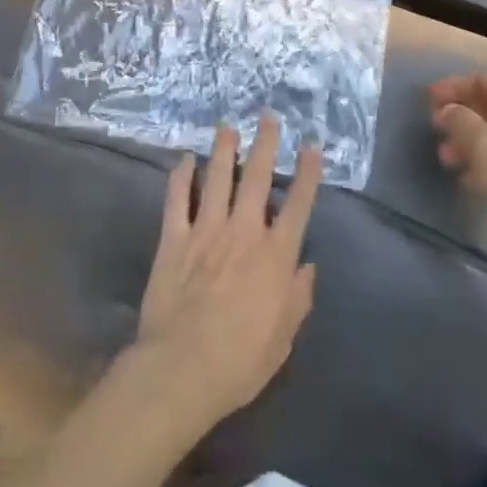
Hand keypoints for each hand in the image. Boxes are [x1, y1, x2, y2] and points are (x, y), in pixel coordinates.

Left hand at [134, 116, 320, 431]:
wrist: (181, 369)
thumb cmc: (239, 361)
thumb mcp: (283, 338)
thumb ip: (298, 298)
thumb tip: (308, 267)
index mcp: (275, 256)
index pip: (298, 205)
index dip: (308, 173)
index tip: (312, 147)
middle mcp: (244, 232)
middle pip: (257, 177)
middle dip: (265, 144)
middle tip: (267, 117)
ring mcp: (206, 230)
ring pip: (217, 178)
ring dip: (223, 149)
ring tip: (227, 127)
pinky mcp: (174, 239)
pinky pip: (177, 199)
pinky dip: (181, 177)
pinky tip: (185, 159)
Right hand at [429, 73, 486, 266]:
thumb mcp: (482, 142)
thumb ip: (458, 119)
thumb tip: (448, 110)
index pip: (482, 80)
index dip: (452, 87)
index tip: (425, 101)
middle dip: (459, 116)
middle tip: (434, 130)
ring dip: (468, 142)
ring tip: (446, 159)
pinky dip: (484, 164)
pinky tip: (468, 180)